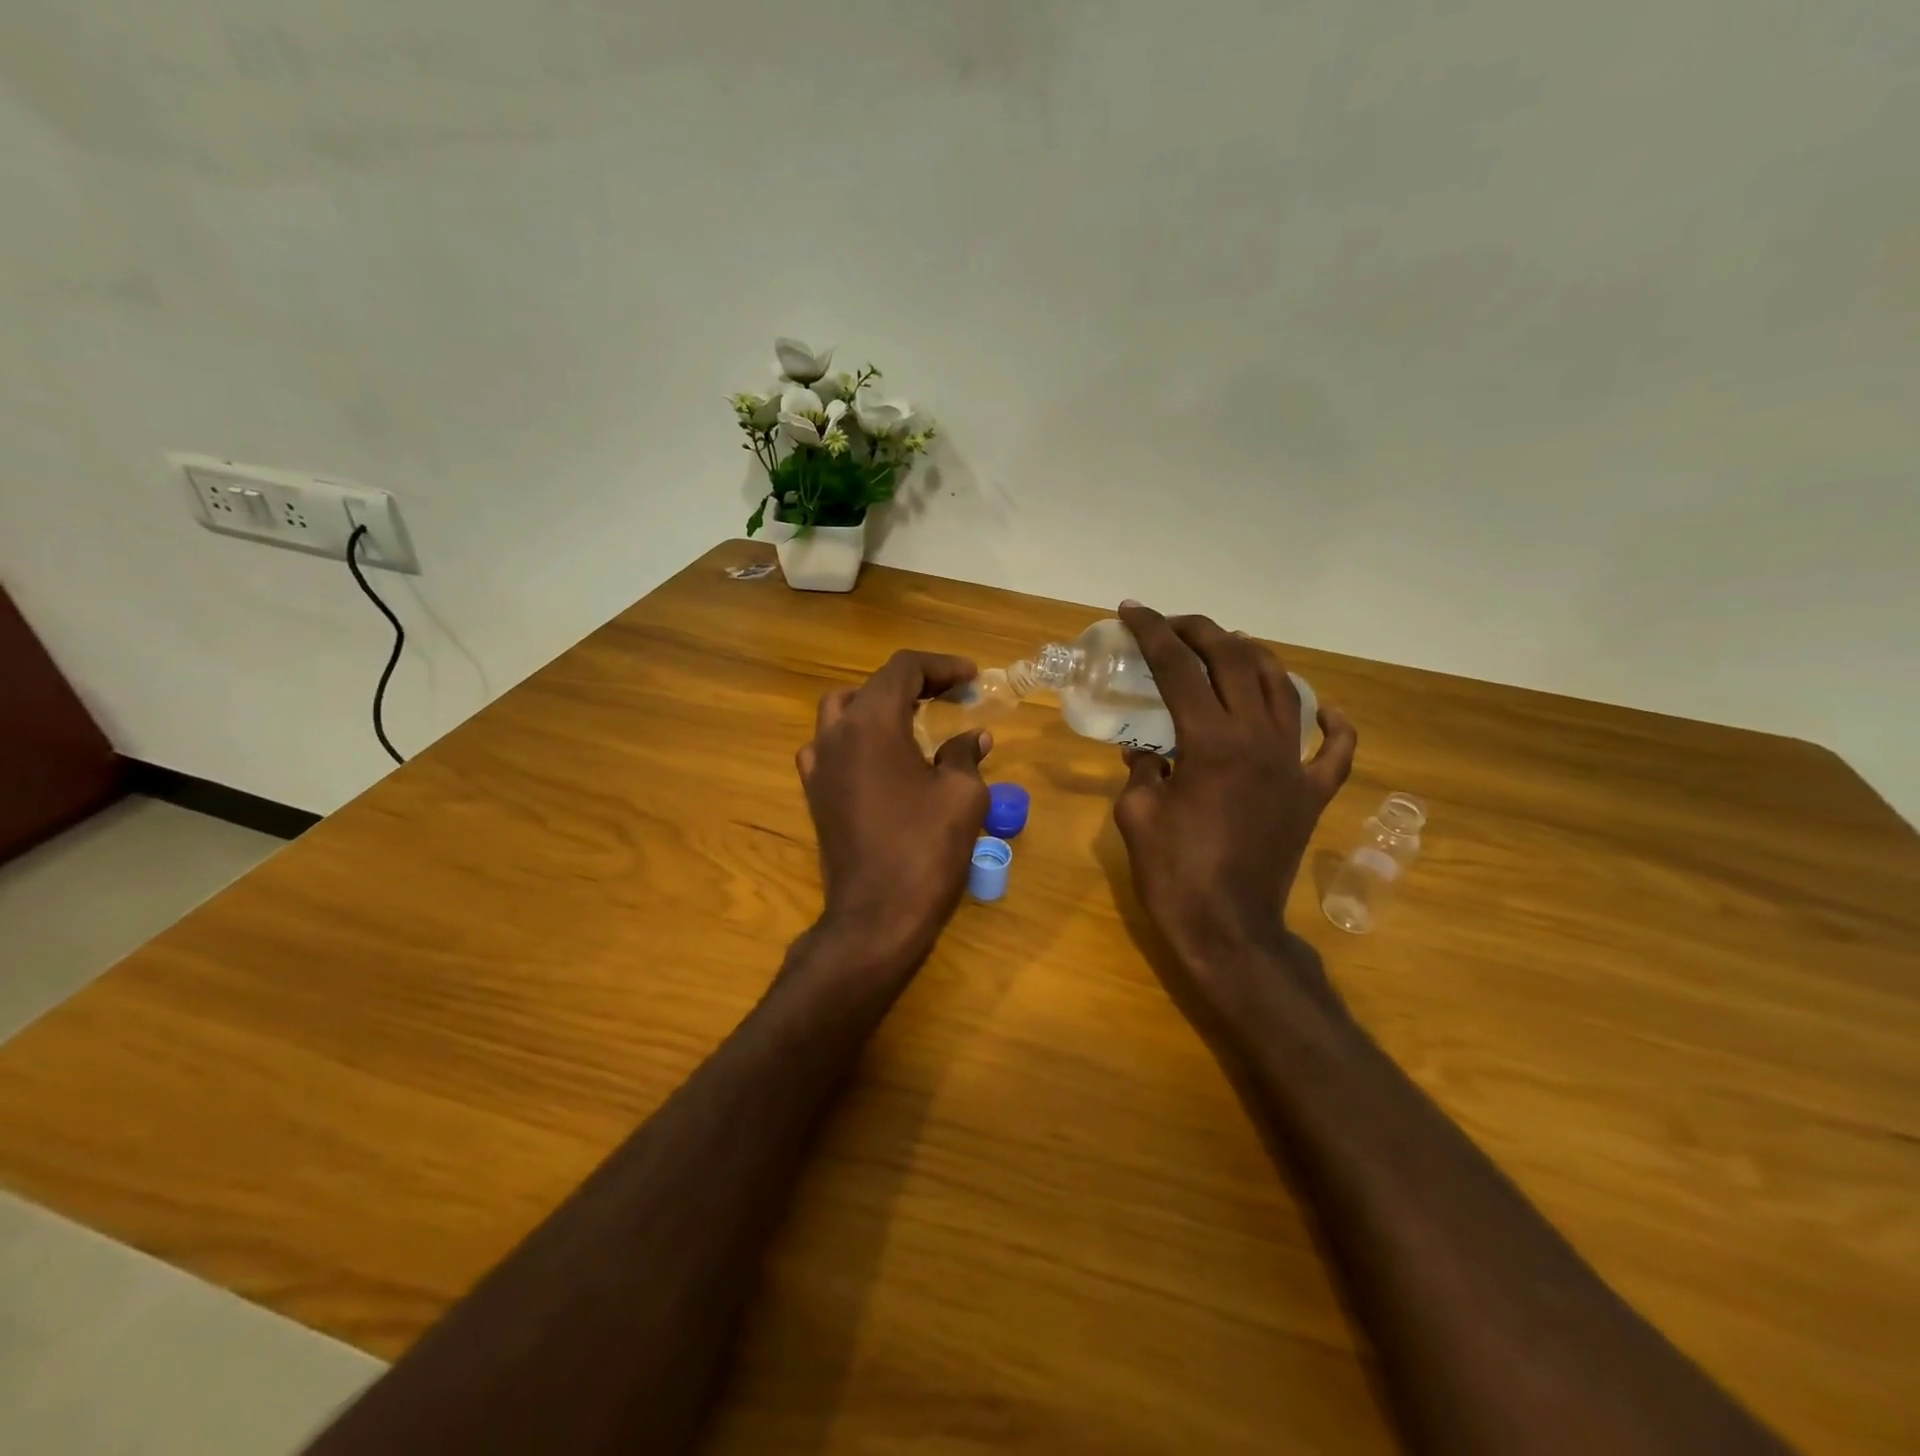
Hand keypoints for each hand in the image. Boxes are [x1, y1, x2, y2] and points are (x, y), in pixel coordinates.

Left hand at [796, 651, 992, 974]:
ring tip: (914, 720)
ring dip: (879, 706)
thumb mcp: (963, 796)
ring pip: (843, 712)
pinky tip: (881, 758)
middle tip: (950, 696)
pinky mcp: (815, 794)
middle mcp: (836, 734)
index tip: (971, 678)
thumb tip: (973, 736)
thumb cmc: (925, 850)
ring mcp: (818, 765)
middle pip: (872, 687)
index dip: (940, 666)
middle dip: (913, 684)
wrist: (876, 917)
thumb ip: (965, 755)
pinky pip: (830, 747)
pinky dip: (857, 738)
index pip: (903, 670)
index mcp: (872, 723)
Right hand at [1112, 603, 1356, 1007]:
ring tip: (1229, 646)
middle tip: (1174, 624)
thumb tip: (1146, 750)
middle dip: (1201, 632)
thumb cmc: (1174, 875)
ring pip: (1284, 689)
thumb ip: (1142, 770)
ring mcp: (1294, 766)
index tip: (1133, 611)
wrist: (1229, 931)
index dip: (1153, 633)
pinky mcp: (1314, 795)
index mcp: (1211, 743)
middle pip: (1235, 663)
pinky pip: (1336, 750)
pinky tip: (1322, 708)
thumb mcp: (1136, 816)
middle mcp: (1259, 741)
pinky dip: (1332, 723)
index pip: (1179, 669)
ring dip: (1255, 658)